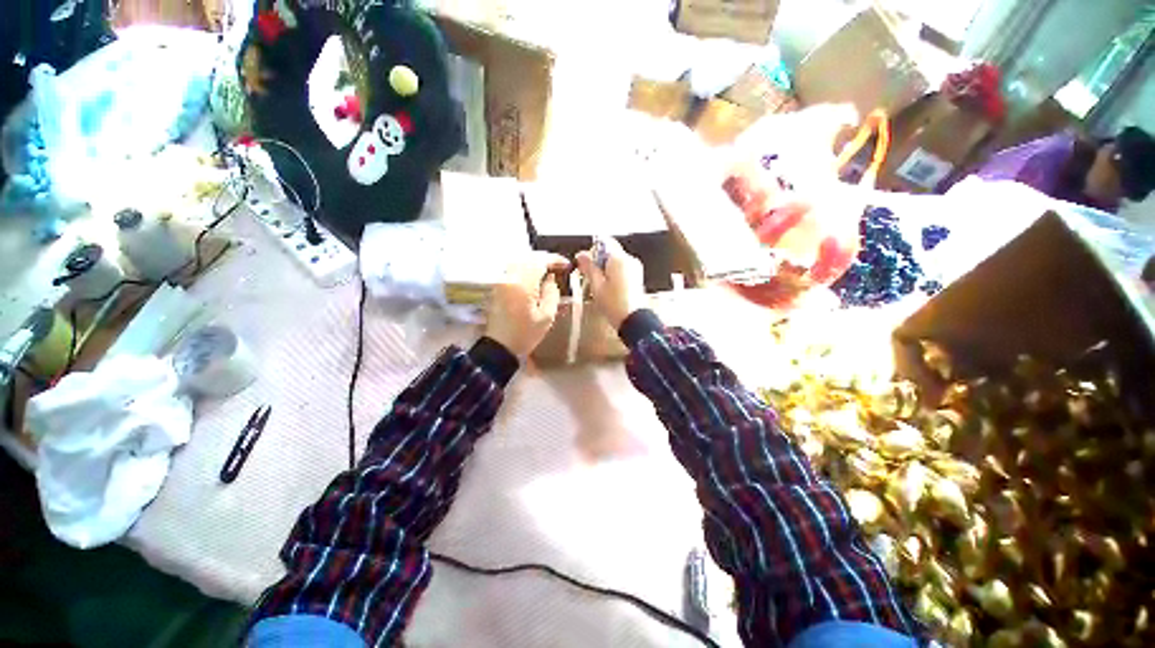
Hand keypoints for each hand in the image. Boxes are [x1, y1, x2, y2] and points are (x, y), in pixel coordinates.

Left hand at [485, 253, 570, 357]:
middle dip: (545, 258)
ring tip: (548, 269)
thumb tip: (551, 278)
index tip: (566, 264)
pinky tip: (534, 275)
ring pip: (519, 261)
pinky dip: (525, 267)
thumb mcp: (546, 317)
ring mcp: (501, 281)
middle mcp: (509, 277)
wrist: (499, 346)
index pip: (539, 261)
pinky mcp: (497, 286)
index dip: (554, 259)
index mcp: (523, 284)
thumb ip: (551, 293)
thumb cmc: (525, 334)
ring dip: (534, 262)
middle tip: (559, 265)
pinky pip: (513, 269)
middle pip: (528, 257)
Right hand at [576, 237, 647, 328]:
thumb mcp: (596, 286)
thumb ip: (588, 267)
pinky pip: (622, 269)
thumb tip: (581, 255)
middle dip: (598, 261)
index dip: (592, 250)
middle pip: (610, 251)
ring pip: (615, 261)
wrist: (633, 321)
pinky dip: (613, 275)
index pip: (604, 242)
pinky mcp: (636, 277)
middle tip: (589, 276)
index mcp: (619, 259)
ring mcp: (635, 268)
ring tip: (599, 286)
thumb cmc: (615, 305)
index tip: (585, 263)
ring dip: (605, 269)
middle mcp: (630, 260)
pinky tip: (609, 289)